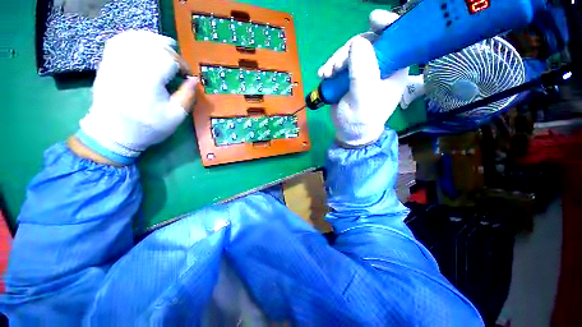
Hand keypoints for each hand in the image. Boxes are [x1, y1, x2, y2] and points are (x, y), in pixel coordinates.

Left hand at [76, 30, 197, 164]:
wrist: (112, 133)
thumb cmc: (147, 127)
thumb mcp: (175, 116)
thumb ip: (187, 96)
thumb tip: (195, 79)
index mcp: (149, 80)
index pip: (169, 59)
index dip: (182, 65)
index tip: (188, 76)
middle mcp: (131, 65)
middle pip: (154, 46)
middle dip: (171, 52)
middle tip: (179, 65)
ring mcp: (116, 61)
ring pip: (137, 38)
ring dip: (154, 40)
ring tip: (166, 45)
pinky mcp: (107, 63)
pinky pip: (120, 40)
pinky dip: (134, 37)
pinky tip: (143, 42)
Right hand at [318, 10, 408, 145]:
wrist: (349, 131)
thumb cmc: (361, 119)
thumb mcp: (363, 98)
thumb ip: (362, 72)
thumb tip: (357, 42)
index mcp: (394, 68)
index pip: (396, 39)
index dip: (386, 25)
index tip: (372, 19)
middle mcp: (381, 65)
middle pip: (367, 42)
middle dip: (348, 51)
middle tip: (336, 67)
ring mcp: (363, 69)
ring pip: (350, 52)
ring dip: (336, 60)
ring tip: (327, 74)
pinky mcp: (349, 75)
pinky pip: (340, 62)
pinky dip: (330, 67)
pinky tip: (323, 75)